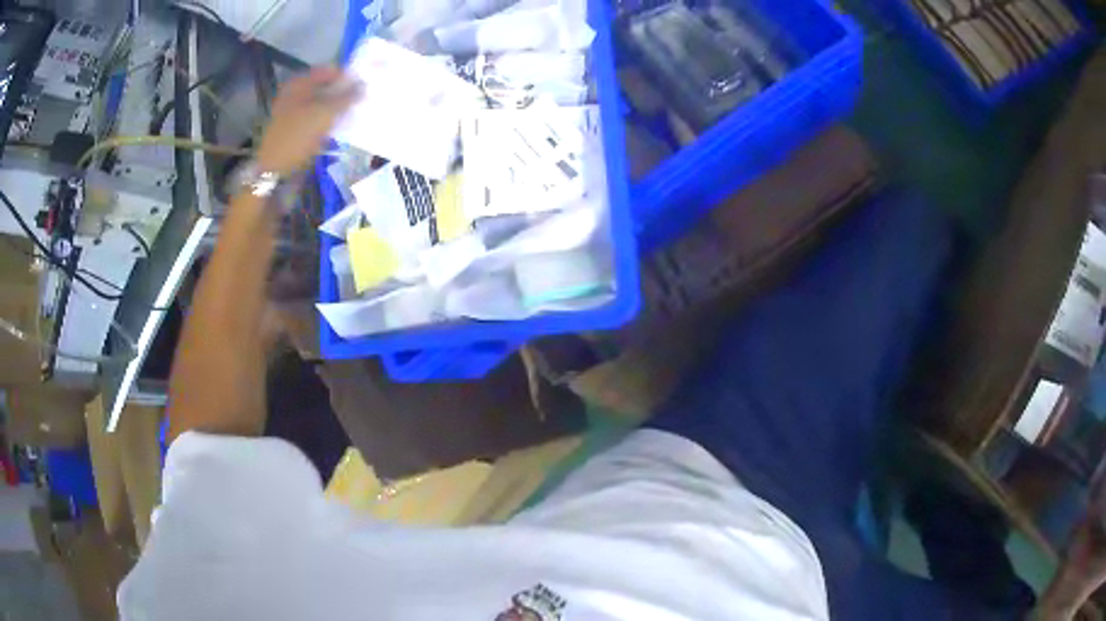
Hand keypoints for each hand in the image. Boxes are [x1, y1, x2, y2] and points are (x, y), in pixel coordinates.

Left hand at [255, 66, 361, 175]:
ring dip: (337, 108)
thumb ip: (346, 97)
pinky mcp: (296, 129)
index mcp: (298, 84)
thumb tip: (363, 85)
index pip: (329, 70)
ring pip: (322, 104)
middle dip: (343, 92)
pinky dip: (329, 121)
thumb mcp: (325, 113)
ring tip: (354, 113)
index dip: (347, 76)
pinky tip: (341, 127)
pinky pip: (317, 119)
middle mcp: (295, 95)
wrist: (274, 172)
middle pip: (325, 87)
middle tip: (362, 99)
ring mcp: (294, 113)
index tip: (364, 85)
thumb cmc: (297, 137)